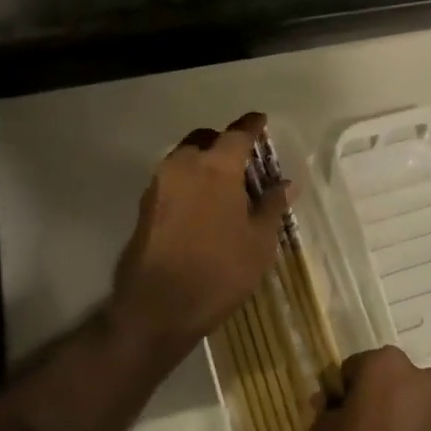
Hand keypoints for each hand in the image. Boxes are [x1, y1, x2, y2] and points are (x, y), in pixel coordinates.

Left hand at [111, 113, 288, 361]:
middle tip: (244, 162)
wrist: (156, 309)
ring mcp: (159, 185)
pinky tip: (203, 208)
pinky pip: (172, 181)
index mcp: (216, 166)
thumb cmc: (218, 271)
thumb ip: (272, 206)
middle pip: (205, 139)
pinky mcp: (144, 207)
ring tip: (225, 189)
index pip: (238, 133)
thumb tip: (286, 184)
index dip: (252, 126)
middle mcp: (184, 165)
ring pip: (185, 158)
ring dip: (204, 163)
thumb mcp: (259, 241)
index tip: (262, 122)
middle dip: (224, 143)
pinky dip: (189, 183)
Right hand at [310, 347, 430, 430]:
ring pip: (413, 405)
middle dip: (376, 401)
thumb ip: (323, 413)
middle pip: (389, 382)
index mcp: (386, 365)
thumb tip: (329, 404)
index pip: (355, 368)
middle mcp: (422, 376)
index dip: (343, 394)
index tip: (336, 420)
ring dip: (401, 419)